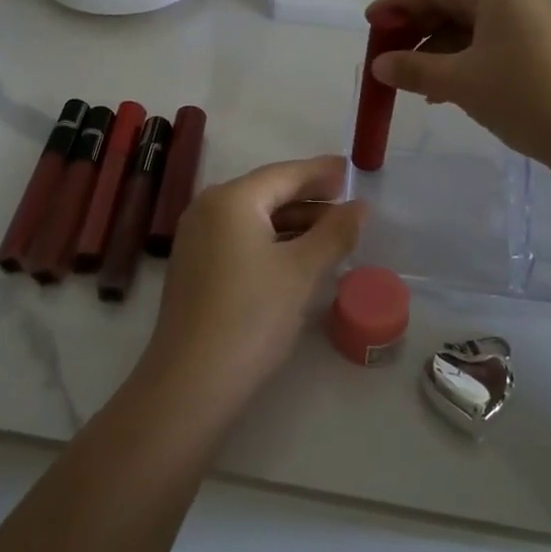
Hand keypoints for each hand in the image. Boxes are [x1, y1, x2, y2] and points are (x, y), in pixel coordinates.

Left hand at [142, 155, 365, 420]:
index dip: (321, 171)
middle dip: (309, 197)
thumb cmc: (251, 316)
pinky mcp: (196, 267)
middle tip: (347, 201)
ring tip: (332, 231)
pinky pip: (240, 238)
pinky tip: (297, 255)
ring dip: (293, 221)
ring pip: (254, 218)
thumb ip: (334, 233)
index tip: (351, 169)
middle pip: (267, 192)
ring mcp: (197, 238)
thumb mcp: (301, 272)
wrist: (191, 382)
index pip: (284, 174)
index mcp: (232, 199)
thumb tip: (360, 206)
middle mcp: (208, 208)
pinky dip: (272, 240)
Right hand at [366, 0, 550, 178]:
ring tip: (411, 80)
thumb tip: (379, 65)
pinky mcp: (543, 49)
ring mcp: (533, 23)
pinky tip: (444, 89)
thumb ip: (414, 69)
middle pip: (452, 4)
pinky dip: (462, 61)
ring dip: (436, 50)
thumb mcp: (461, 82)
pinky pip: (490, 45)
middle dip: (415, 28)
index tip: (369, 24)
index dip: (396, 3)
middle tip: (386, 53)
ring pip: (470, 28)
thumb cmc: (524, 96)